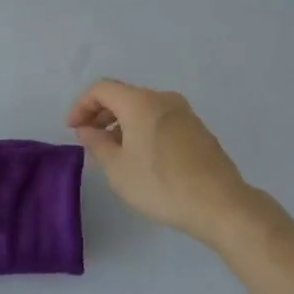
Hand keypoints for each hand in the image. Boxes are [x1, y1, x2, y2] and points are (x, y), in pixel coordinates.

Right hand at [67, 79, 255, 247]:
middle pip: (123, 95)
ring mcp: (184, 113)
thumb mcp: (118, 169)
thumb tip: (87, 130)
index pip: (102, 89)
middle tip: (89, 138)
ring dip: (122, 123)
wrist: (221, 204)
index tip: (73, 129)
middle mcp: (163, 98)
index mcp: (140, 102)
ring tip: (113, 152)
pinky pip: (160, 119)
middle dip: (101, 114)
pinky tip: (141, 157)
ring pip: (143, 108)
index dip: (82, 105)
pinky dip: (143, 129)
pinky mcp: (198, 129)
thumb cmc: (161, 184)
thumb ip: (97, 144)